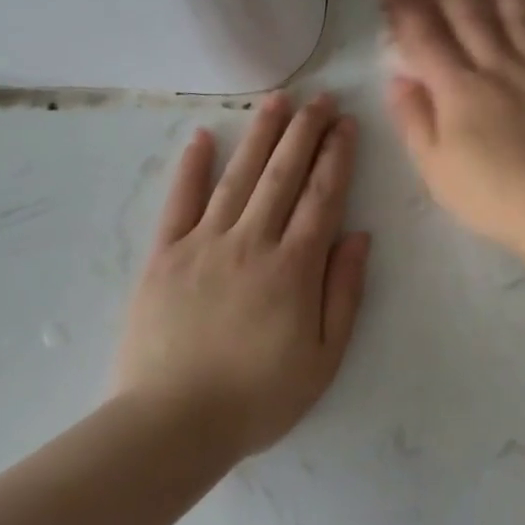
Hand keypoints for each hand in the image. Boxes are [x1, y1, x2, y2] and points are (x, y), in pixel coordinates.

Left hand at [114, 94, 369, 460]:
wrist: (171, 427)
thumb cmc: (257, 398)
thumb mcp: (323, 359)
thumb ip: (344, 292)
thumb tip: (360, 236)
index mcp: (293, 267)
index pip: (322, 196)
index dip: (337, 155)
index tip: (347, 124)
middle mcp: (251, 242)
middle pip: (284, 174)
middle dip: (306, 131)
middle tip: (322, 98)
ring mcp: (204, 244)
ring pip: (238, 176)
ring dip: (260, 134)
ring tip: (277, 100)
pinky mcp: (164, 255)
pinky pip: (179, 201)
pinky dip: (191, 166)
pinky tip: (202, 136)